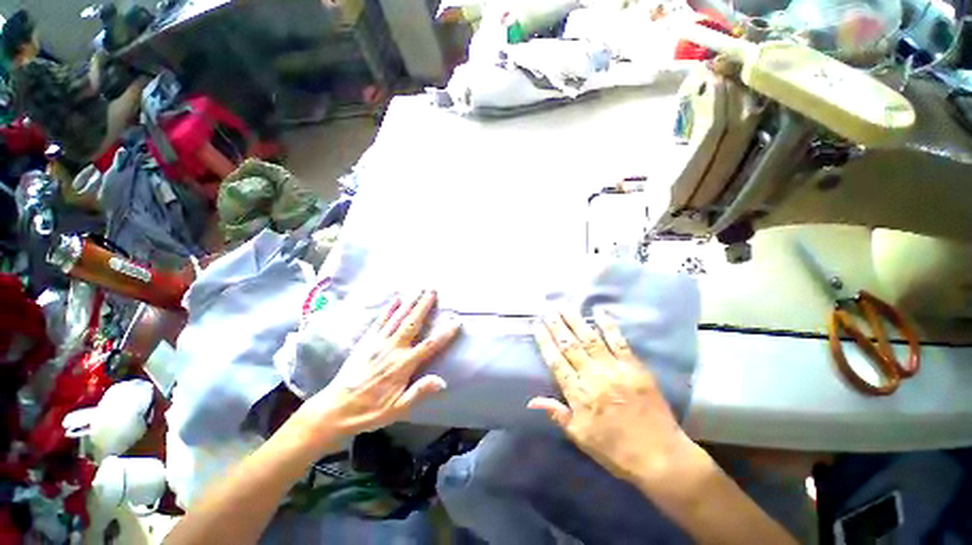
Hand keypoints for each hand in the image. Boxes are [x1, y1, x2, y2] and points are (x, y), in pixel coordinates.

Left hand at [292, 290, 459, 448]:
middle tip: (433, 290)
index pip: (429, 345)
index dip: (445, 333)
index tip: (456, 321)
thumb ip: (419, 392)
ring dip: (409, 303)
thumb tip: (442, 382)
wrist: (335, 409)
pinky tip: (396, 299)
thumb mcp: (397, 409)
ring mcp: (377, 343)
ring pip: (397, 318)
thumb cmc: (370, 410)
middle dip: (424, 306)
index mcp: (402, 365)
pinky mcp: (366, 341)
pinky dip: (389, 309)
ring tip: (419, 289)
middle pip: (412, 323)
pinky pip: (380, 321)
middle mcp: (392, 349)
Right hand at [529, 308, 689, 483]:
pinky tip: (600, 312)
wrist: (660, 456)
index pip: (556, 361)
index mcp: (578, 394)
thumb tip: (531, 400)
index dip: (545, 342)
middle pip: (570, 345)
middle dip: (556, 325)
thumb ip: (557, 414)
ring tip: (565, 306)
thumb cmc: (615, 449)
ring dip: (576, 321)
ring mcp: (614, 369)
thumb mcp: (580, 437)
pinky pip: (619, 342)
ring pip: (590, 339)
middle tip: (548, 309)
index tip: (536, 326)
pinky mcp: (634, 367)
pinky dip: (609, 326)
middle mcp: (593, 376)